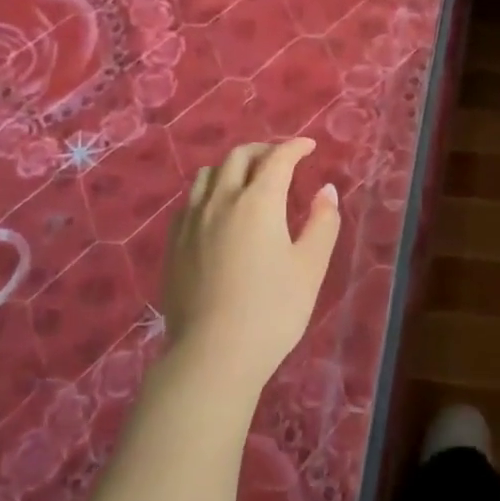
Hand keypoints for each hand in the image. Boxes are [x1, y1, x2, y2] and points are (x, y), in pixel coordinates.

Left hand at [163, 138, 340, 389]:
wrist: (214, 353)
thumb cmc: (273, 309)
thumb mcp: (311, 266)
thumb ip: (322, 223)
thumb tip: (325, 191)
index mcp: (258, 202)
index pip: (277, 159)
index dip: (295, 148)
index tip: (308, 147)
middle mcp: (220, 201)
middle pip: (237, 158)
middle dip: (262, 151)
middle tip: (281, 160)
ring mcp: (190, 222)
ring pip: (208, 175)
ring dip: (231, 167)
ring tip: (247, 180)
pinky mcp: (173, 244)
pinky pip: (190, 201)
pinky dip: (210, 192)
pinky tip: (218, 211)